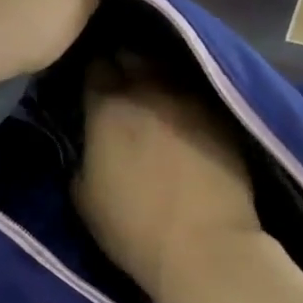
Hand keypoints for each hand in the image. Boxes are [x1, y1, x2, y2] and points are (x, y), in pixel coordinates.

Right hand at [74, 64, 261, 302]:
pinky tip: (179, 106)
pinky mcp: (221, 114)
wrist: (205, 246)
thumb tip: (89, 139)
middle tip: (115, 80)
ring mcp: (191, 98)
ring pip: (166, 67)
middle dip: (121, 62)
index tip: (87, 81)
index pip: (93, 65)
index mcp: (108, 106)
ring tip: (148, 87)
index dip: (89, 70)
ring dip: (153, 72)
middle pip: (131, 56)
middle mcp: (149, 90)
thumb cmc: (132, 227)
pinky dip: (182, 92)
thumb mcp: (82, 195)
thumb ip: (81, 155)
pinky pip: (195, 89)